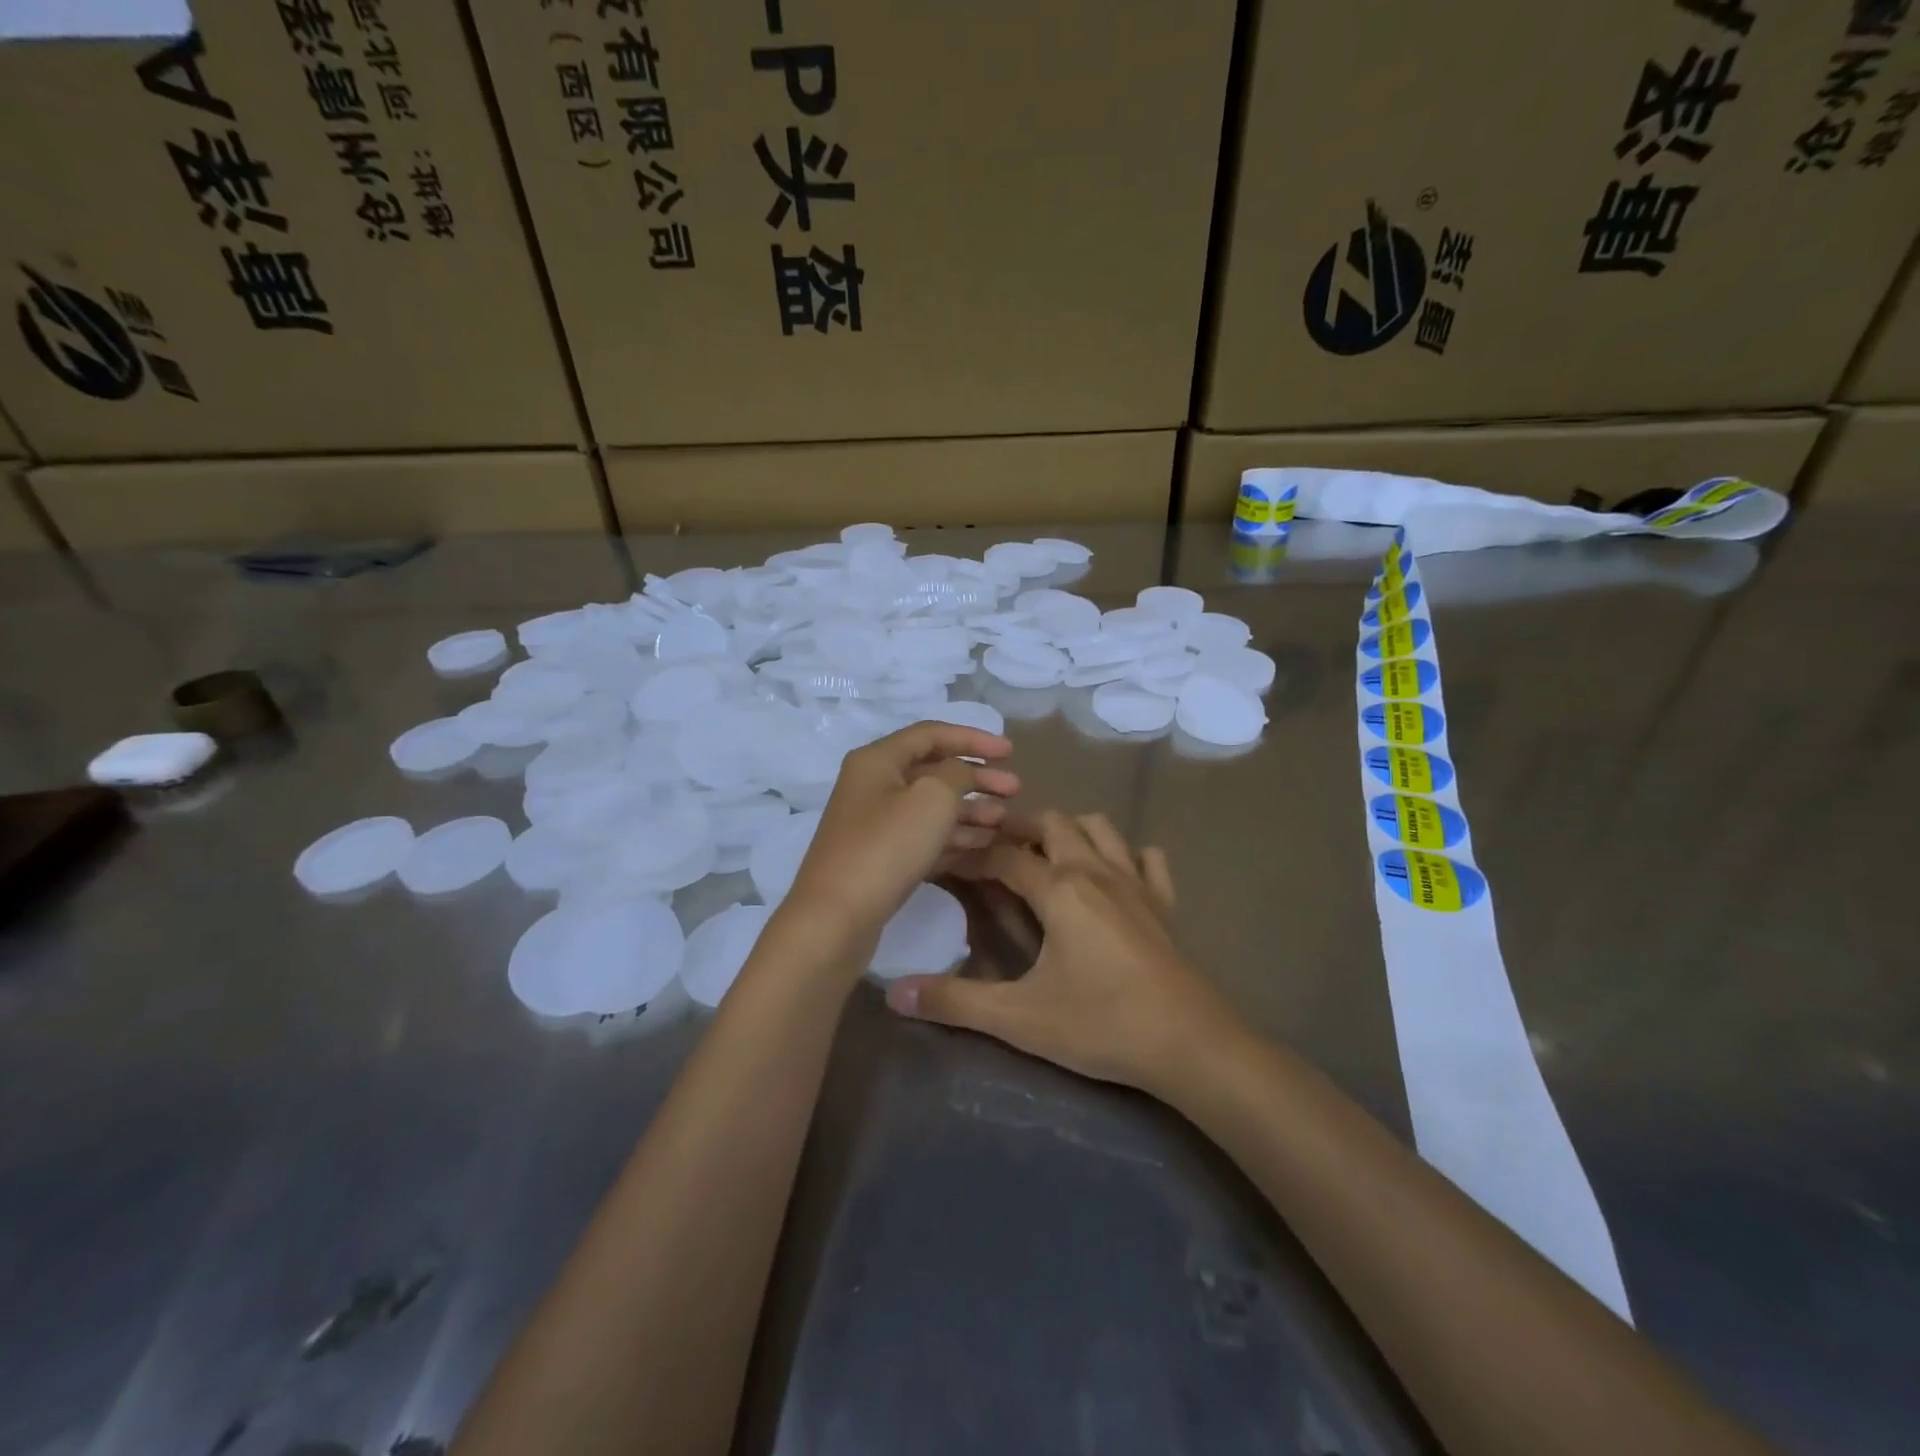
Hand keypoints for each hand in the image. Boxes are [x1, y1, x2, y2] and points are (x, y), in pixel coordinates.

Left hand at [782, 721, 1018, 951]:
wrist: (837, 917)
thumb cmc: (887, 846)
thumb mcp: (932, 797)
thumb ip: (956, 774)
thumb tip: (961, 773)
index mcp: (878, 759)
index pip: (932, 734)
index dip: (974, 739)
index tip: (1011, 752)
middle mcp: (873, 784)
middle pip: (934, 771)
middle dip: (977, 778)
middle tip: (1015, 790)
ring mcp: (875, 823)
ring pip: (931, 806)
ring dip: (970, 809)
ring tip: (1003, 821)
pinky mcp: (881, 857)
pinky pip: (924, 836)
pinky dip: (954, 836)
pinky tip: (983, 844)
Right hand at [883, 811, 1240, 1092]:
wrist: (1191, 1045)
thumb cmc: (1102, 1025)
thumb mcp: (1020, 1018)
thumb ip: (955, 1003)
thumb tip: (894, 993)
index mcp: (1060, 889)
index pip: (1004, 856)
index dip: (971, 854)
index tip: (945, 858)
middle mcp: (1096, 872)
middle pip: (1053, 825)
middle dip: (1019, 828)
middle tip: (992, 849)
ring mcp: (1137, 883)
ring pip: (1101, 829)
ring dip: (1070, 831)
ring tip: (1047, 854)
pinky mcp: (1165, 905)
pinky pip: (1148, 860)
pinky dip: (1127, 855)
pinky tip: (1115, 874)